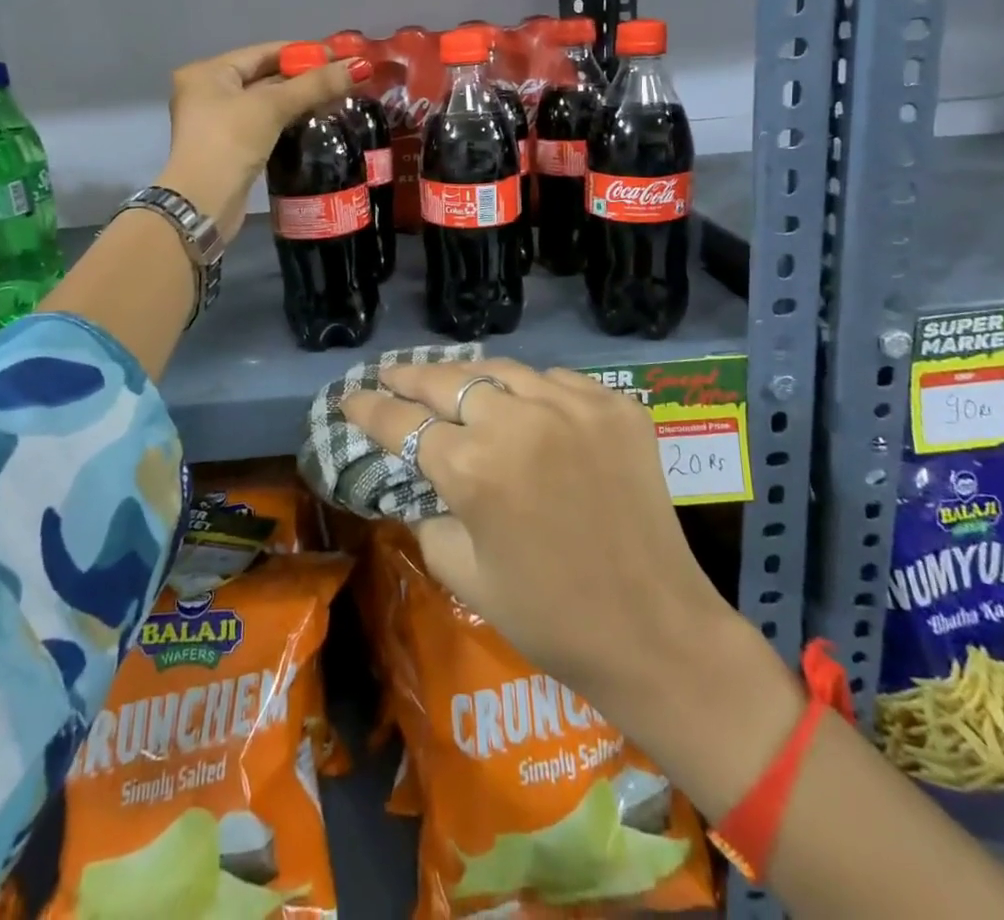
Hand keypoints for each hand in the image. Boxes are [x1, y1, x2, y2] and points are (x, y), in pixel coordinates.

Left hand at [158, 41, 365, 241]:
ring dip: (300, 100)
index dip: (303, 52)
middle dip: (305, 77)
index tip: (340, 56)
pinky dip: (289, 121)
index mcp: (209, 72)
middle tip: (345, 79)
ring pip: (267, 102)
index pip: (264, 52)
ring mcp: (218, 122)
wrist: (202, 203)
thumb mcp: (272, 107)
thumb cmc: (230, 142)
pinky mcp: (231, 148)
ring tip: (339, 99)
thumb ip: (315, 85)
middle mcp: (209, 92)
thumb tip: (361, 66)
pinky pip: (266, 124)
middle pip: (266, 76)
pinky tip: (316, 122)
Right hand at [341, 358, 749, 712]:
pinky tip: (523, 404)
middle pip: (446, 380)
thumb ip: (429, 518)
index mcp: (472, 468)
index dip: (368, 408)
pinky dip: (531, 389)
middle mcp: (517, 421)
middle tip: (387, 374)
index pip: (402, 423)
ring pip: (501, 370)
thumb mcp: (464, 575)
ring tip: (449, 381)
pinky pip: (556, 381)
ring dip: (468, 377)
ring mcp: (571, 405)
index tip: (349, 398)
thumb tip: (423, 486)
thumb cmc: (549, 617)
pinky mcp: (615, 406)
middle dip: (408, 377)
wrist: (654, 632)